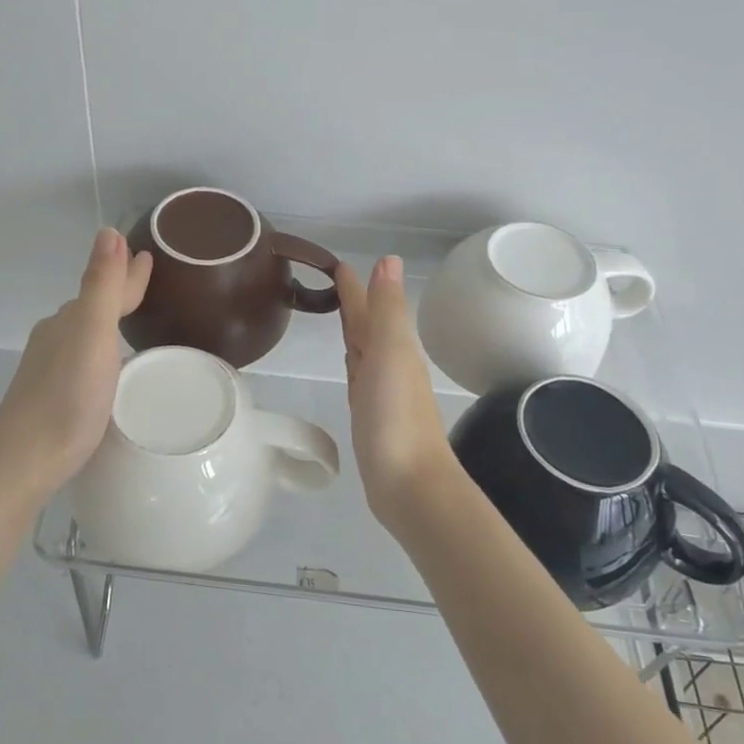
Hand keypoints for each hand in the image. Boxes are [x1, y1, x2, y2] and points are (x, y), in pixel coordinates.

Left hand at [0, 228, 152, 499]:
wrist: (23, 462)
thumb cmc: (66, 399)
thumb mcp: (92, 336)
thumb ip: (101, 286)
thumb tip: (108, 231)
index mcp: (69, 321)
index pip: (106, 287)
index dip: (129, 273)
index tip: (148, 255)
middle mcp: (56, 338)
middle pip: (94, 307)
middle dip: (118, 292)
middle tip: (146, 282)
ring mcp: (50, 369)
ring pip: (86, 334)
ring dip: (108, 322)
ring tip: (131, 321)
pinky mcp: (51, 396)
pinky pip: (83, 360)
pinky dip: (101, 351)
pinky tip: (108, 369)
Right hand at [335, 257, 454, 526]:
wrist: (409, 483)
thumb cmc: (396, 416)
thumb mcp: (391, 352)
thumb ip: (388, 309)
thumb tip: (389, 259)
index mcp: (394, 346)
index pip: (370, 307)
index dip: (355, 287)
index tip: (338, 265)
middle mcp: (389, 364)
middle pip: (368, 326)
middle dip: (355, 303)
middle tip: (334, 281)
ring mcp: (380, 392)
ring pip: (364, 350)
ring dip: (354, 330)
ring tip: (339, 313)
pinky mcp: (371, 416)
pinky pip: (359, 378)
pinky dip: (354, 363)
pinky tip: (350, 363)